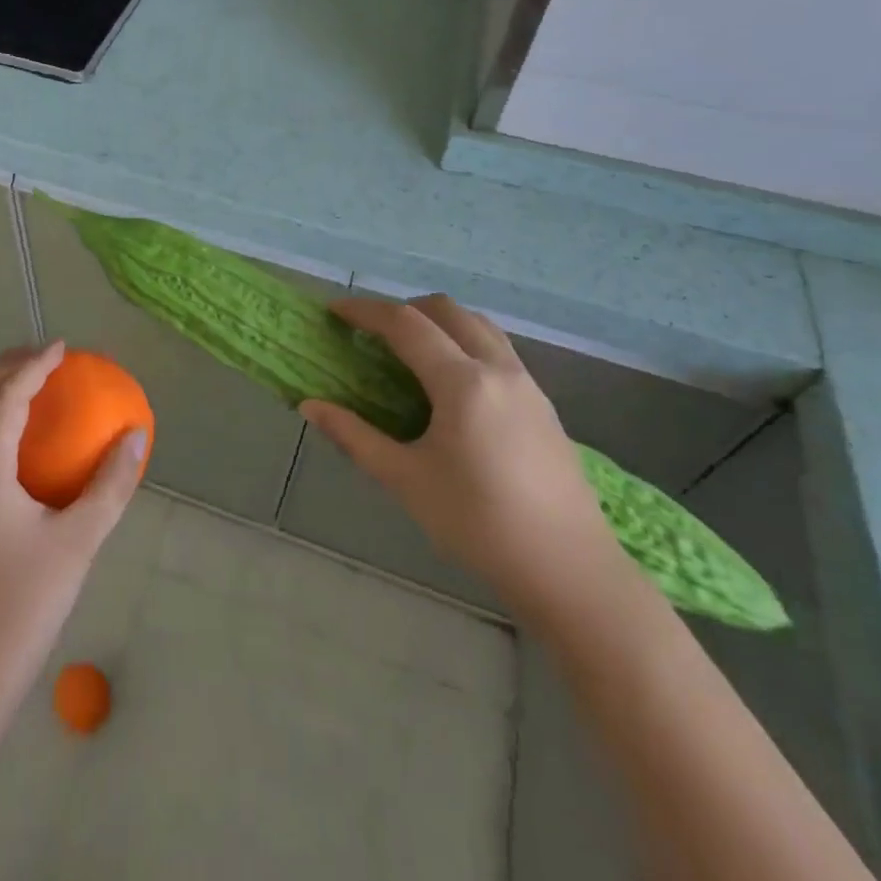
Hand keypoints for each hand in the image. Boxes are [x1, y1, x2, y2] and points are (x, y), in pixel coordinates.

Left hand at [0, 341, 147, 717]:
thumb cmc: (21, 605)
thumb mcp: (77, 542)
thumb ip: (109, 485)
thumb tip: (136, 437)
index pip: (4, 395)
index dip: (33, 364)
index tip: (62, 347)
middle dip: (2, 366)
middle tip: (43, 359)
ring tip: (30, 389)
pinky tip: (15, 443)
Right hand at [300, 296, 623, 620]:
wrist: (569, 571)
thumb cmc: (478, 524)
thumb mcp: (406, 480)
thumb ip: (355, 436)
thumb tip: (310, 405)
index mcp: (462, 382)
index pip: (406, 324)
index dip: (365, 311)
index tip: (335, 311)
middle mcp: (498, 369)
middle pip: (446, 310)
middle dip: (404, 309)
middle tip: (372, 333)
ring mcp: (527, 384)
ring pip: (478, 325)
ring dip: (439, 322)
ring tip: (411, 351)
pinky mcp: (543, 405)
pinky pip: (497, 349)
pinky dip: (464, 342)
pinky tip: (452, 385)